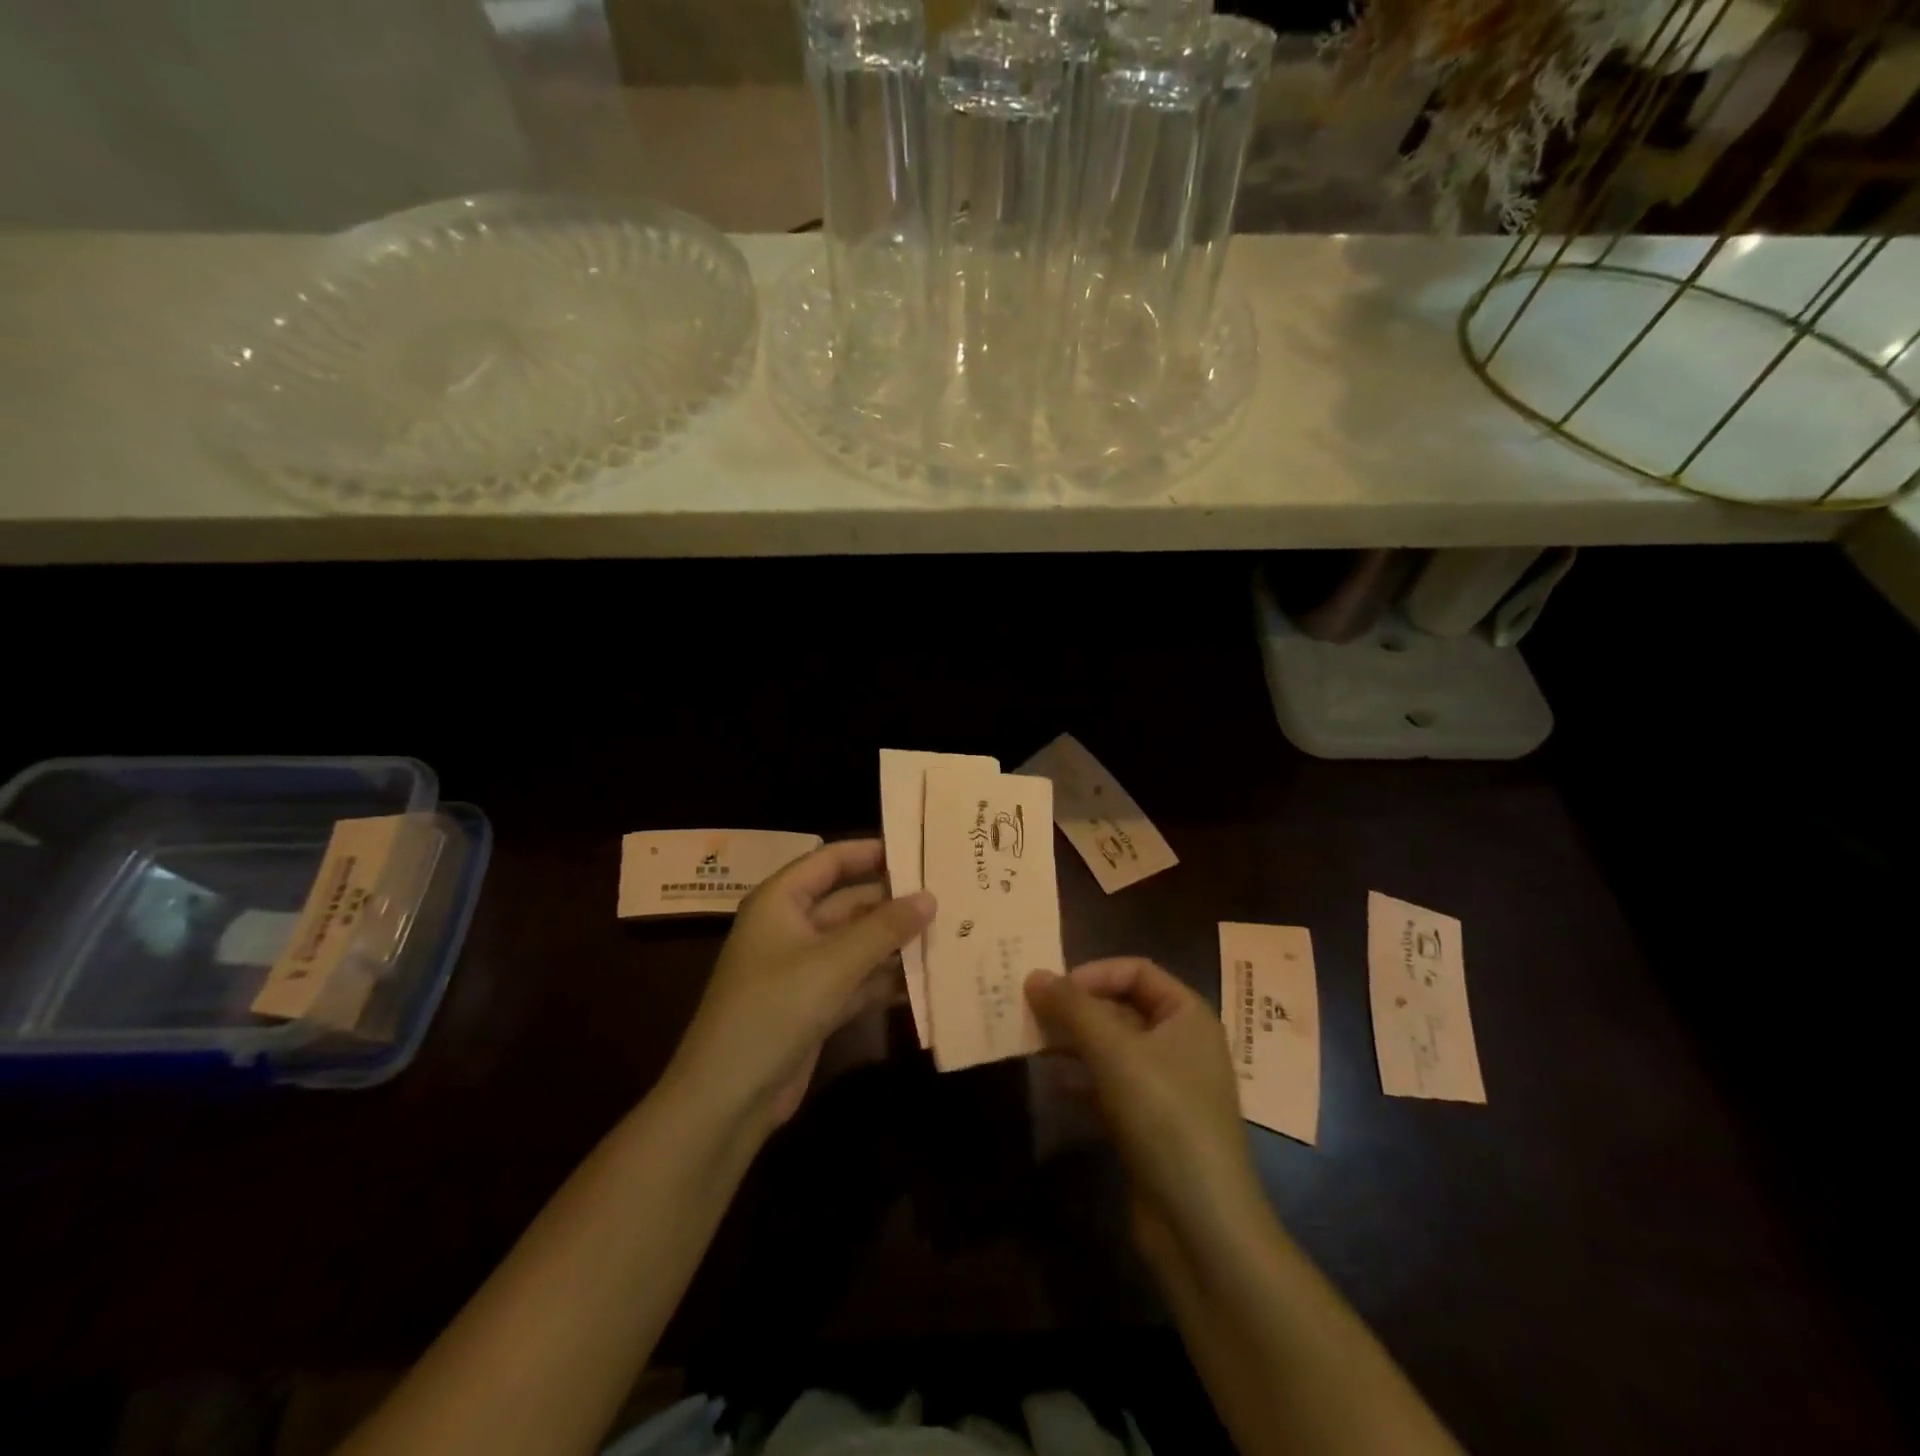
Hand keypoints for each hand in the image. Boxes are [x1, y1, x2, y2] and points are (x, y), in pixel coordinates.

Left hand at [670, 839, 933, 1130]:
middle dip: (894, 902)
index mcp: (781, 901)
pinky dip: (886, 980)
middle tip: (948, 897)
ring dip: (896, 943)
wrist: (728, 1097)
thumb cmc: (775, 1008)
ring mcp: (804, 968)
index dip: (872, 852)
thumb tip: (930, 897)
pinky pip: (858, 980)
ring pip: (858, 943)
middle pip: (850, 902)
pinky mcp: (815, 1005)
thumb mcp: (834, 962)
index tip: (919, 851)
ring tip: (950, 934)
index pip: (830, 860)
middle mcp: (792, 927)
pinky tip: (928, 980)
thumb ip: (884, 928)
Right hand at [1026, 960, 1263, 1265]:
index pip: (1136, 971)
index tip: (1054, 990)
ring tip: (1032, 1045)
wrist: (1202, 1224)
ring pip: (1111, 1049)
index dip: (1094, 973)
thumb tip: (1034, 974)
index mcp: (1187, 1015)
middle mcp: (1180, 1044)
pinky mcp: (1150, 1124)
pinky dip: (1082, 1080)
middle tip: (1030, 1014)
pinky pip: (1110, 1086)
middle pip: (1121, 1008)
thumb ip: (1072, 1008)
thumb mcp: (1115, 1052)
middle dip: (1077, 1010)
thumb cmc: (1165, 1116)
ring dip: (1073, 1044)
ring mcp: (1166, 1087)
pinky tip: (1052, 1085)